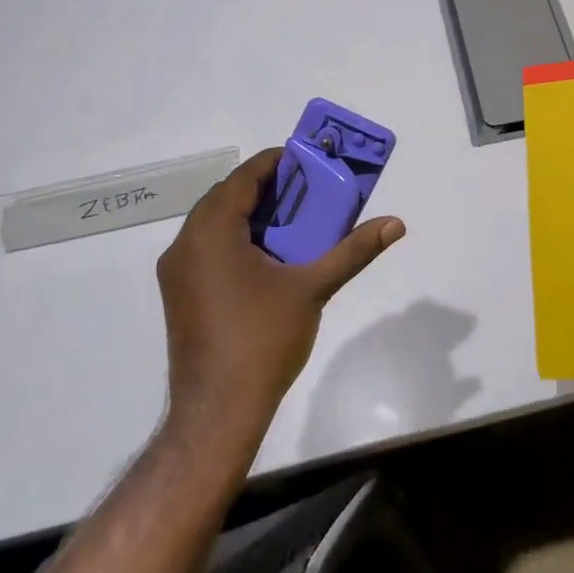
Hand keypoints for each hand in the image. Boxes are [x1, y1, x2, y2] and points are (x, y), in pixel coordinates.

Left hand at [155, 148, 403, 454]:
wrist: (218, 411)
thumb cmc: (263, 340)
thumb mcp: (314, 288)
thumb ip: (353, 250)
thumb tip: (396, 223)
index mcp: (211, 234)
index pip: (242, 179)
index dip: (275, 163)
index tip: (309, 160)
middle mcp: (185, 246)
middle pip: (226, 198)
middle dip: (266, 188)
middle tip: (308, 189)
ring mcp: (177, 273)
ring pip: (214, 223)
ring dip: (251, 213)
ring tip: (294, 218)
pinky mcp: (180, 294)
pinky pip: (208, 247)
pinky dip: (237, 238)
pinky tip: (270, 255)